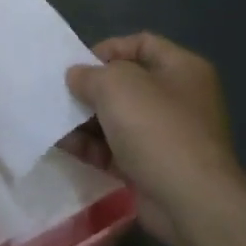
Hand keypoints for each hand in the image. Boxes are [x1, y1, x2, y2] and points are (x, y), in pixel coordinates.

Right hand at [65, 33, 240, 245]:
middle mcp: (180, 98)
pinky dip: (92, 146)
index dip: (108, 49)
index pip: (141, 43)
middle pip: (127, 83)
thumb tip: (77, 77)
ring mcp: (168, 136)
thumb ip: (90, 74)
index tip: (79, 64)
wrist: (191, 202)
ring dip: (85, 119)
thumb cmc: (157, 128)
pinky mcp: (154, 167)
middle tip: (61, 94)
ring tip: (54, 121)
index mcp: (183, 68)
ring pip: (118, 118)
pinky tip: (65, 145)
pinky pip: (116, 149)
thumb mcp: (116, 85)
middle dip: (92, 88)